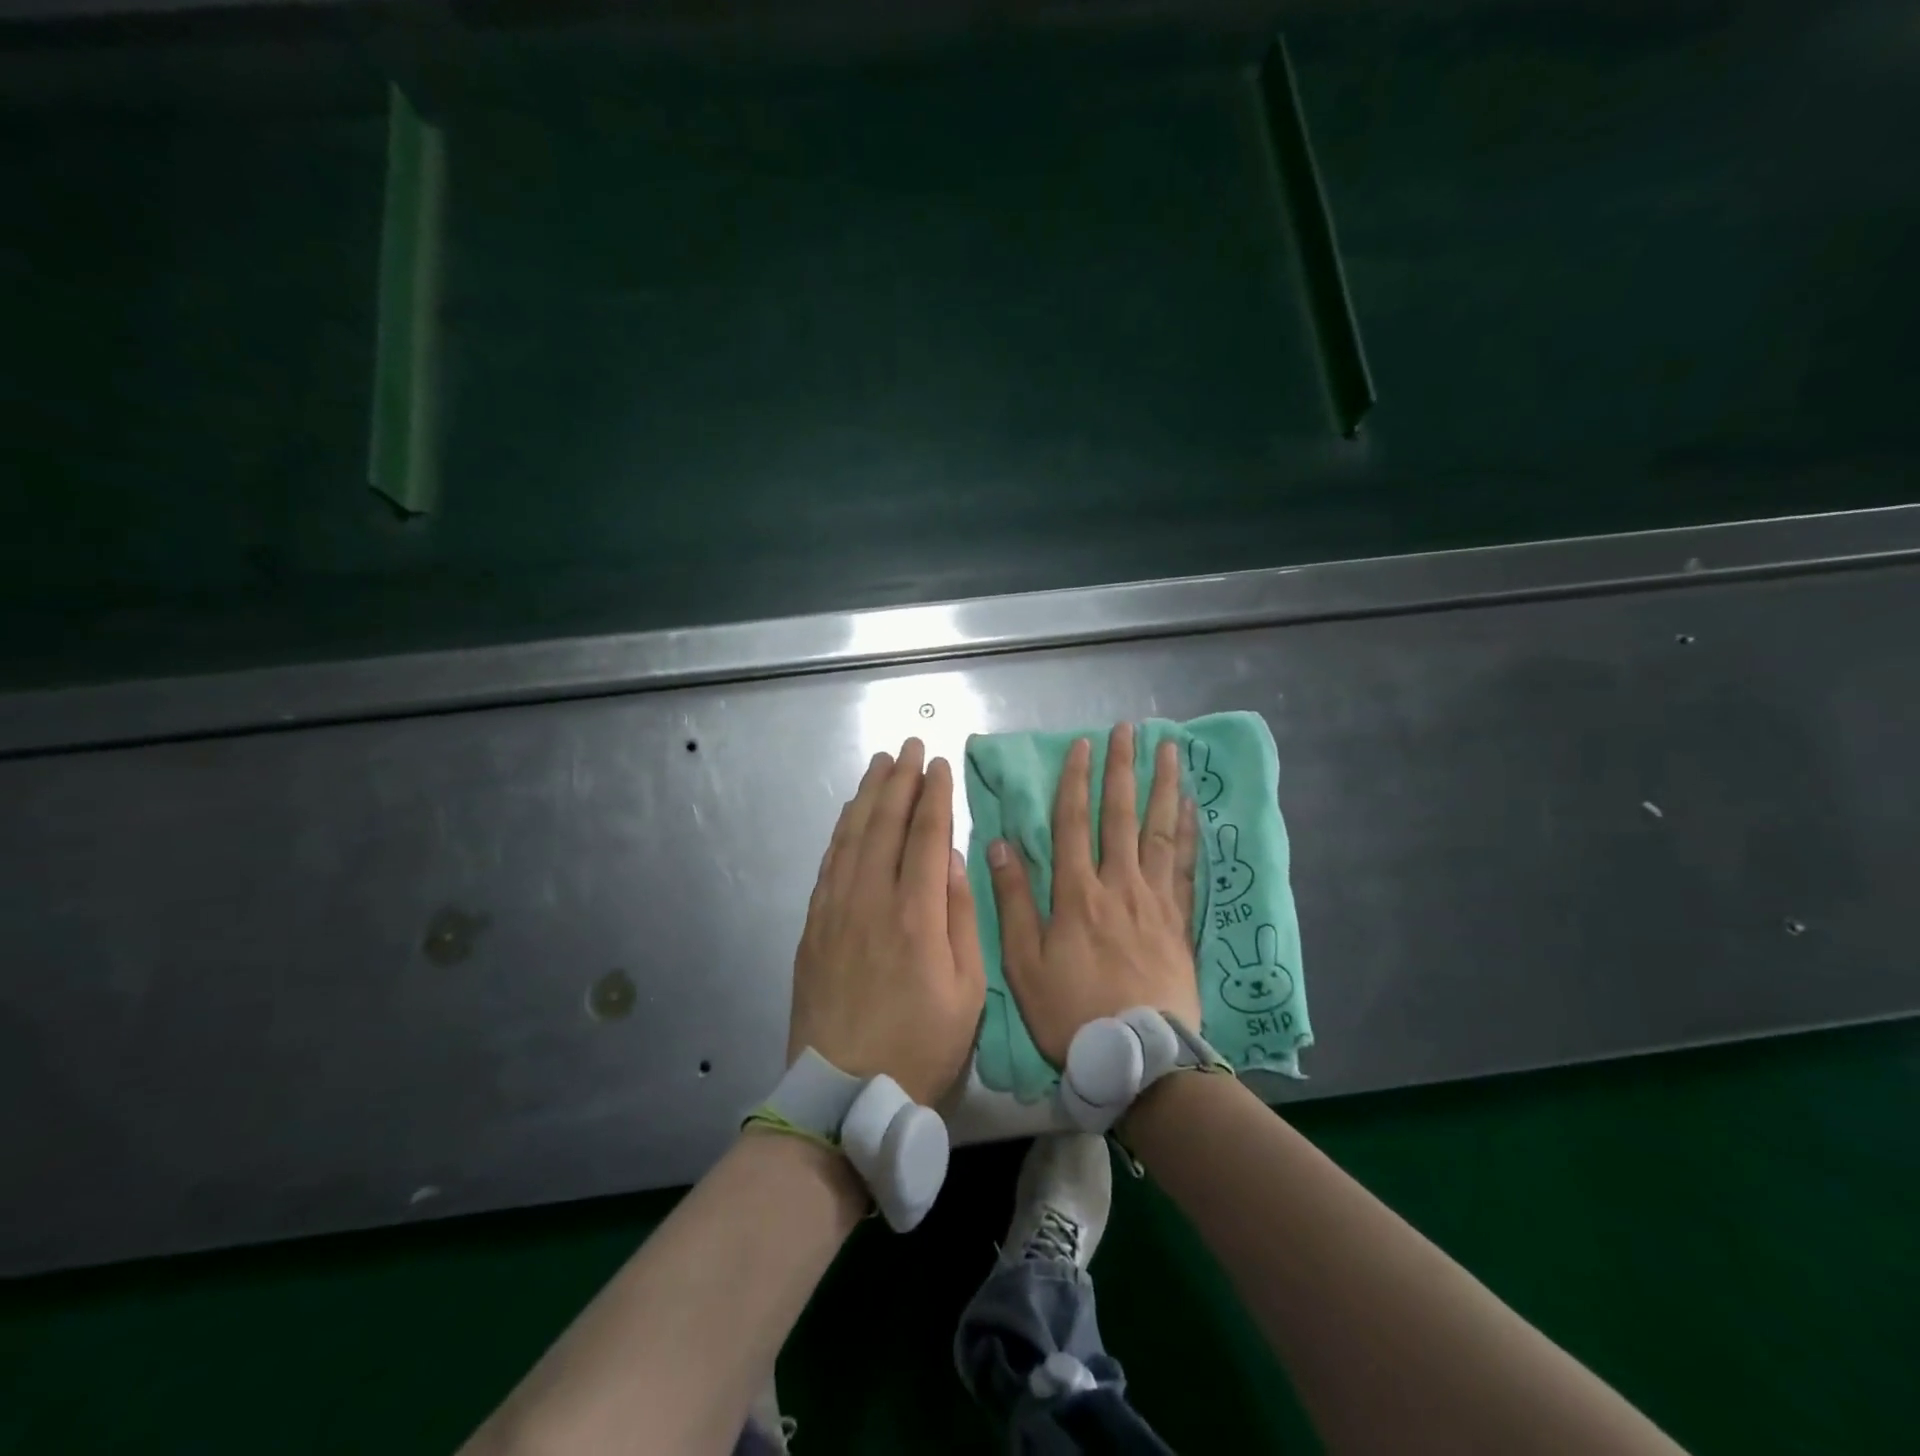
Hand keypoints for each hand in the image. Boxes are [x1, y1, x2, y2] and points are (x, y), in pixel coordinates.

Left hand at [790, 738, 986, 1105]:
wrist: (844, 1094)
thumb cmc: (921, 1046)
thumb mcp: (968, 991)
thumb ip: (962, 918)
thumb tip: (952, 859)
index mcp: (916, 916)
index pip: (926, 836)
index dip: (934, 796)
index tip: (939, 765)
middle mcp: (871, 901)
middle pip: (884, 825)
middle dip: (900, 780)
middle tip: (909, 746)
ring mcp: (835, 911)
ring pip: (852, 837)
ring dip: (867, 795)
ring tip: (880, 764)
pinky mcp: (813, 926)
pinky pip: (829, 864)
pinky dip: (841, 831)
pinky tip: (850, 815)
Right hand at [986, 723, 1200, 1065]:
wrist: (1138, 1056)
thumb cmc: (1071, 1010)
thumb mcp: (1024, 962)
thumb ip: (1014, 901)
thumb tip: (999, 844)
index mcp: (1077, 893)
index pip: (1074, 823)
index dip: (1077, 781)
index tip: (1083, 746)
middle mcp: (1119, 884)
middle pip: (1121, 815)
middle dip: (1123, 769)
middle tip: (1130, 730)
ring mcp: (1155, 900)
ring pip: (1159, 831)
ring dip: (1163, 787)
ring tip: (1170, 751)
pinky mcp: (1180, 920)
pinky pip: (1186, 866)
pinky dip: (1190, 832)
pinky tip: (1193, 808)